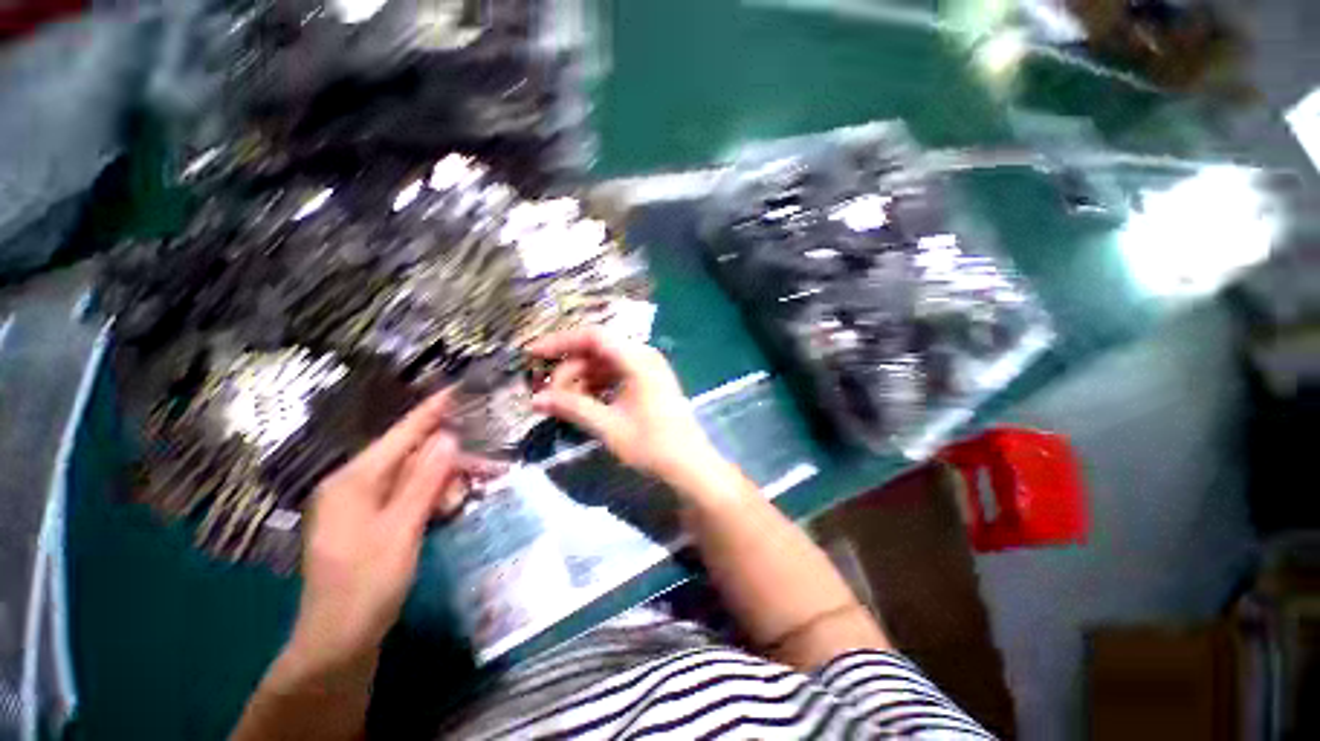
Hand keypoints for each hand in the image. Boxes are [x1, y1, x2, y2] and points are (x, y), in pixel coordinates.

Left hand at [285, 390, 499, 674]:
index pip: (401, 435)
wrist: (337, 644)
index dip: (431, 412)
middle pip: (409, 456)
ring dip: (443, 480)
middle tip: (488, 465)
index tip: (456, 389)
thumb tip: (448, 438)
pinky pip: (405, 496)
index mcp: (353, 481)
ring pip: (411, 477)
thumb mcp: (401, 530)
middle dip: (450, 458)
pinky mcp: (368, 523)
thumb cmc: (366, 586)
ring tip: (472, 490)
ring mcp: (359, 506)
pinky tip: (449, 505)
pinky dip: (430, 497)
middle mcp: (353, 486)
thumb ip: (424, 481)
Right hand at [527, 328, 726, 491]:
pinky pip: (616, 375)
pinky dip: (597, 386)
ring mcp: (648, 369)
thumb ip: (572, 408)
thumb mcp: (608, 426)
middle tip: (548, 395)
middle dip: (569, 369)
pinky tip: (584, 403)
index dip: (560, 342)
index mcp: (637, 359)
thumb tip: (535, 400)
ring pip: (605, 364)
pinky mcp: (649, 383)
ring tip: (563, 403)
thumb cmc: (652, 445)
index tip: (532, 354)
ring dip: (582, 379)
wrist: (690, 465)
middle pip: (597, 350)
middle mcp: (643, 356)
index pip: (592, 336)